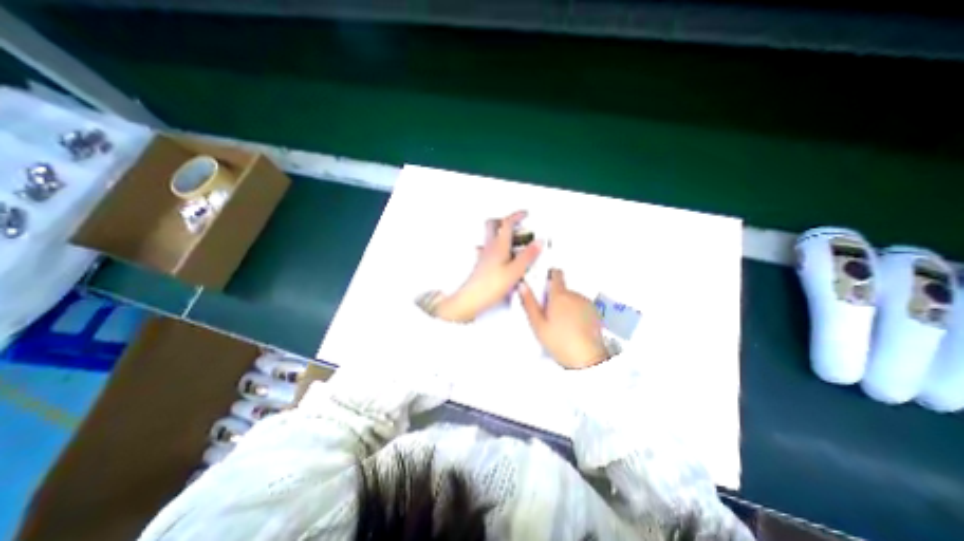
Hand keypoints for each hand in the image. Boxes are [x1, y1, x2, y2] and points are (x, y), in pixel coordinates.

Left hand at [438, 209, 539, 320]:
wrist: (470, 300)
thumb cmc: (490, 286)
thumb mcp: (515, 271)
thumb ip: (528, 256)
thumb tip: (539, 242)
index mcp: (498, 246)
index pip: (506, 223)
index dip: (516, 216)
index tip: (525, 213)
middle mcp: (489, 248)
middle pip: (493, 225)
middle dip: (504, 220)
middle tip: (516, 223)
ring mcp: (484, 256)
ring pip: (492, 237)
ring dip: (502, 234)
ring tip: (514, 239)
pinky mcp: (482, 265)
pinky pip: (490, 250)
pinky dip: (499, 248)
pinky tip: (504, 257)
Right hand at [525, 268, 605, 369]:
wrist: (587, 358)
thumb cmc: (559, 341)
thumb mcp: (538, 324)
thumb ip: (529, 303)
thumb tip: (522, 285)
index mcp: (559, 295)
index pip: (556, 274)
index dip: (550, 275)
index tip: (545, 282)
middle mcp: (575, 295)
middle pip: (563, 290)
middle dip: (556, 298)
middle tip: (549, 315)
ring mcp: (587, 303)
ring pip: (572, 299)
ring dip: (567, 305)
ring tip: (562, 325)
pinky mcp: (595, 313)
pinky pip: (582, 306)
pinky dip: (577, 312)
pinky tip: (573, 327)